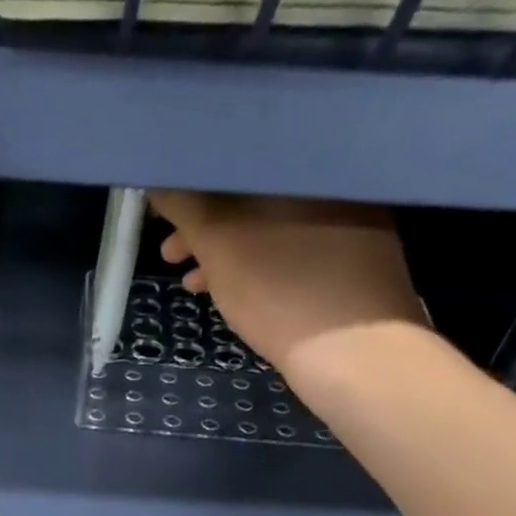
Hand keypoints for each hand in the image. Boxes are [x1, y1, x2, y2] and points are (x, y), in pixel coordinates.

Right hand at [150, 192, 424, 375]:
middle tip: (171, 255)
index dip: (194, 186)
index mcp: (308, 165)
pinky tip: (235, 297)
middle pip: (255, 197)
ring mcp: (352, 227)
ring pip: (272, 230)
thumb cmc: (281, 290)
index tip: (164, 215)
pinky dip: (259, 270)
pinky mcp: (355, 267)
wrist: (357, 357)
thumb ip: (185, 205)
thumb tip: (159, 177)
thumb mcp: (220, 244)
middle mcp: (335, 185)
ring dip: (227, 254)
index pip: (239, 159)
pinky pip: (293, 255)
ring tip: (193, 285)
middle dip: (206, 226)